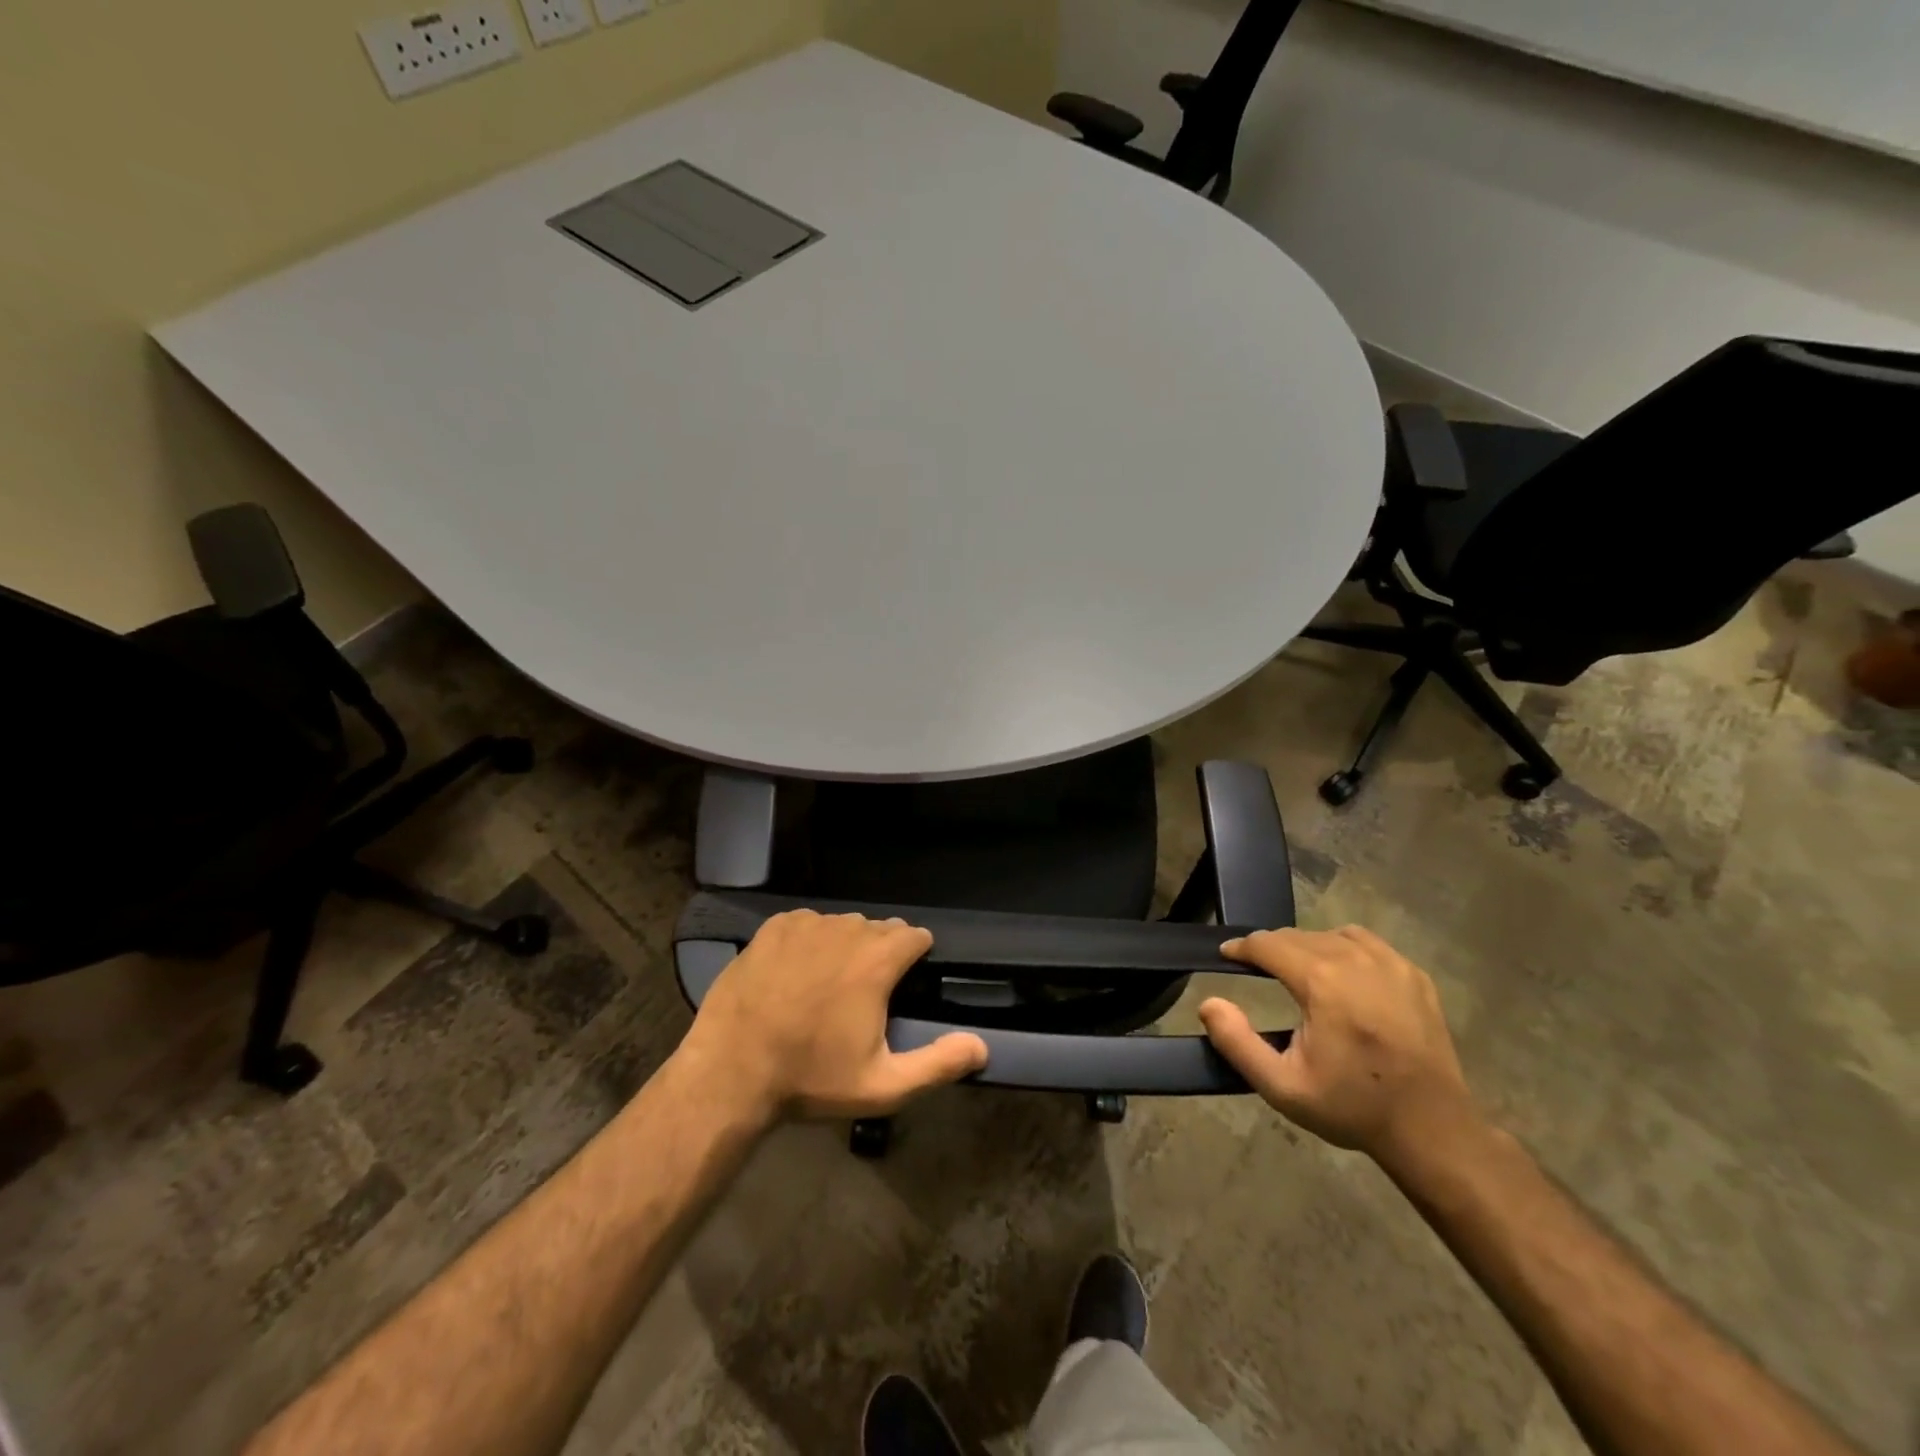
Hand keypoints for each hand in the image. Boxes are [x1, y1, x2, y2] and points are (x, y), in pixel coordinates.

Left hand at [680, 910, 988, 1120]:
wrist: (731, 1072)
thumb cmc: (811, 1078)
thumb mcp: (883, 1085)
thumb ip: (938, 1064)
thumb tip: (982, 1046)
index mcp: (877, 960)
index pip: (914, 936)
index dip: (916, 956)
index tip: (907, 980)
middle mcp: (846, 930)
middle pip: (879, 929)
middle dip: (881, 953)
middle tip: (866, 993)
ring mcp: (806, 925)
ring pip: (842, 925)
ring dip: (845, 946)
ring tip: (829, 983)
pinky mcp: (773, 928)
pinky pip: (806, 924)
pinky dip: (810, 940)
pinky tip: (796, 972)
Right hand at [1196, 926, 1476, 1164]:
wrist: (1432, 1130)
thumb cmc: (1352, 1107)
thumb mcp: (1282, 1087)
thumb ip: (1237, 1042)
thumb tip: (1208, 1003)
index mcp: (1322, 981)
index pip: (1268, 944)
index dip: (1241, 947)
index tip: (1226, 955)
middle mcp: (1355, 959)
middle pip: (1297, 936)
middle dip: (1271, 948)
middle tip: (1258, 969)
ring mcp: (1390, 963)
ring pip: (1331, 935)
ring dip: (1307, 947)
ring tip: (1298, 972)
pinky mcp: (1414, 974)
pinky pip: (1366, 944)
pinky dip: (1344, 949)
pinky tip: (1342, 975)